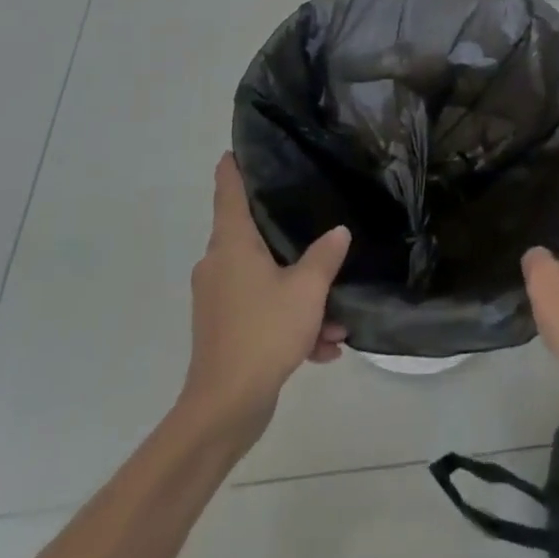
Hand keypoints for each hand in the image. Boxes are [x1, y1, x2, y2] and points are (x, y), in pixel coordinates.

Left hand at [182, 154, 350, 438]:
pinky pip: (262, 310)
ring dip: (299, 293)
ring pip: (264, 278)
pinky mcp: (225, 329)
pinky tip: (324, 347)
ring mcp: (219, 298)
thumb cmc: (262, 333)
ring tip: (336, 315)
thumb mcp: (307, 289)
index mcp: (232, 243)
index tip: (240, 148)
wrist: (224, 410)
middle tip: (315, 220)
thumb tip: (339, 231)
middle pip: (252, 233)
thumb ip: (325, 255)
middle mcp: (219, 264)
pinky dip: (290, 321)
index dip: (234, 167)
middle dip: (288, 235)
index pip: (229, 191)